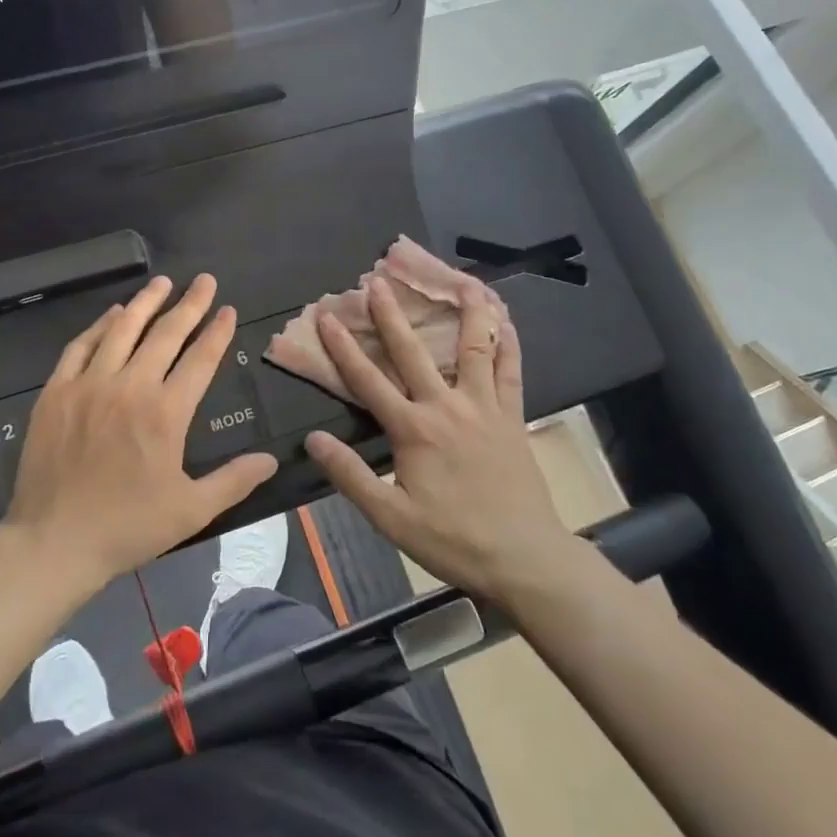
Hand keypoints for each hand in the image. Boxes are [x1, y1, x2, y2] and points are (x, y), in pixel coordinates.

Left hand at [4, 274, 278, 594]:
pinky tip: (113, 313)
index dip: (217, 332)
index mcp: (166, 413)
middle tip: (205, 280)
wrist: (54, 541)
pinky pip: (81, 346)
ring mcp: (89, 385)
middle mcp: (130, 387)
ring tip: (163, 281)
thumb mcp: (191, 510)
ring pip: (122, 329)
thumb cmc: (128, 527)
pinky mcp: (57, 391)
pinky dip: (100, 325)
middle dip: (190, 304)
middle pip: (165, 334)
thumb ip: (234, 480)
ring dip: (146, 302)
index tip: (228, 309)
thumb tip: (271, 459)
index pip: (200, 359)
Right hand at [304, 277, 593, 605]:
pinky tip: (506, 319)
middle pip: (414, 351)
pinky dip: (508, 341)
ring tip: (462, 279)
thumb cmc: (452, 539)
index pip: (368, 380)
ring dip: (466, 310)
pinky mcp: (512, 416)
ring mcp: (484, 407)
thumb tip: (313, 439)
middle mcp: (447, 406)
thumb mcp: (391, 517)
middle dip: (392, 314)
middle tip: (378, 281)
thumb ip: (351, 476)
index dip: (343, 347)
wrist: (523, 557)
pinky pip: (511, 370)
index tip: (327, 316)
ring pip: (474, 347)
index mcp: (414, 429)